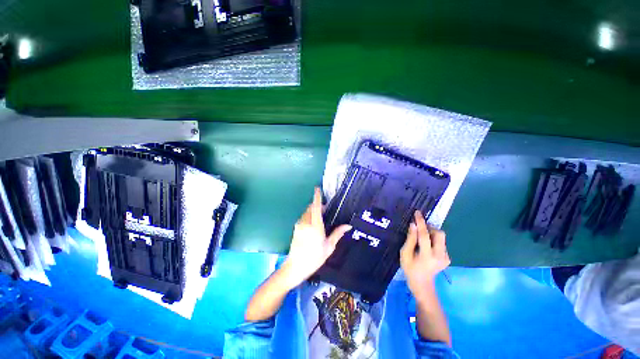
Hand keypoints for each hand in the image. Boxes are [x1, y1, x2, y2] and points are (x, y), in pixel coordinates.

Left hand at [280, 187, 351, 288]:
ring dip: (313, 211)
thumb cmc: (314, 258)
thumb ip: (337, 234)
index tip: (317, 189)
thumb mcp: (328, 247)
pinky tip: (313, 224)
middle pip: (311, 208)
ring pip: (306, 212)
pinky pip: (303, 217)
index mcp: (315, 226)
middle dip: (317, 205)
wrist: (295, 267)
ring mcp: (299, 225)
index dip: (317, 197)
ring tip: (320, 217)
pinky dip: (309, 216)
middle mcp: (306, 223)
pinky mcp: (296, 228)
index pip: (316, 208)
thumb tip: (348, 226)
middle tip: (326, 209)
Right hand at [400, 211, 450, 301]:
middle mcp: (440, 256)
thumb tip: (413, 225)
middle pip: (440, 234)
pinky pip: (441, 243)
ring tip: (422, 239)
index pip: (424, 235)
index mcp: (427, 255)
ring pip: (442, 238)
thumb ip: (410, 239)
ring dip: (432, 234)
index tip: (418, 213)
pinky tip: (427, 247)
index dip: (421, 222)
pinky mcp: (448, 258)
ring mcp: (446, 258)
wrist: (422, 284)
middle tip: (420, 230)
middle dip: (430, 228)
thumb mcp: (405, 254)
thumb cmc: (410, 269)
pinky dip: (434, 241)